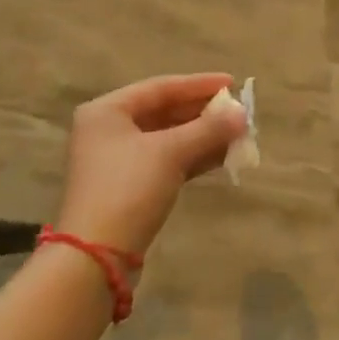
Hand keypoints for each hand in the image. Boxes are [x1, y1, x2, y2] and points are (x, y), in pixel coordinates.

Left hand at [57, 73, 246, 255]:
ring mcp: (118, 160)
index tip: (233, 83)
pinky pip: (167, 160)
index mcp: (107, 110)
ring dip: (202, 136)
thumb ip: (208, 129)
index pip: (160, 87)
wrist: (96, 256)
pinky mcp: (129, 186)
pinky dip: (193, 157)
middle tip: (238, 113)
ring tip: (238, 134)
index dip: (199, 84)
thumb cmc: (128, 189)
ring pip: (168, 138)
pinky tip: (222, 157)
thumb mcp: (170, 153)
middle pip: (164, 111)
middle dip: (204, 113)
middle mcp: (108, 129)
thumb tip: (242, 113)